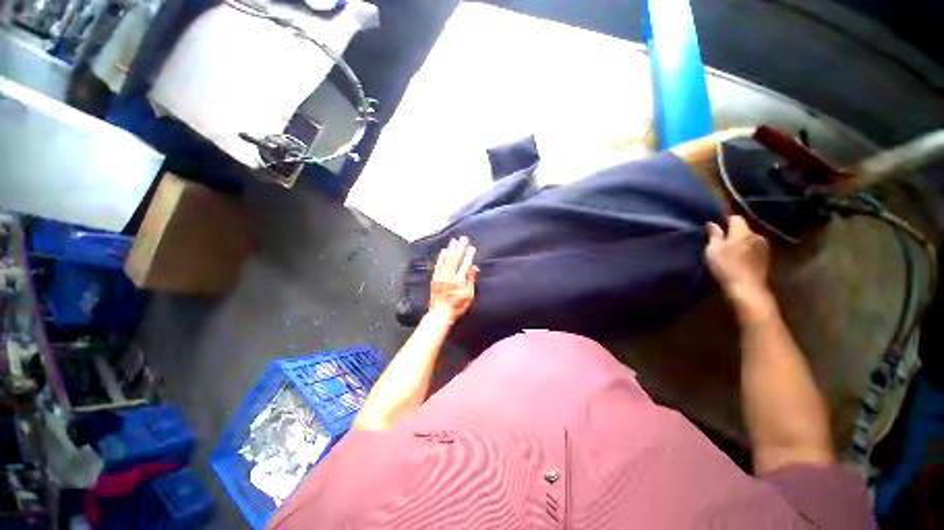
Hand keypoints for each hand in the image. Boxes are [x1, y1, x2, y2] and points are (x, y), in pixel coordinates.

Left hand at [429, 236, 478, 322]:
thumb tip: (474, 267)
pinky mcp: (435, 279)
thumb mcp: (468, 295)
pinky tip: (443, 251)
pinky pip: (438, 265)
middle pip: (455, 259)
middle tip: (463, 238)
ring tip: (453, 240)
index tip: (472, 247)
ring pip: (446, 260)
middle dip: (460, 247)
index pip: (465, 264)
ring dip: (450, 249)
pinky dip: (441, 257)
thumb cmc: (457, 306)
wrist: (440, 313)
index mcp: (459, 280)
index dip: (468, 255)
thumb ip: (471, 280)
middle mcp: (449, 276)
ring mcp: (441, 276)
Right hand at [705, 216, 770, 302]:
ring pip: (749, 238)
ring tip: (729, 251)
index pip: (735, 218)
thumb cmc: (726, 267)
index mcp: (743, 232)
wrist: (747, 289)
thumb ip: (714, 235)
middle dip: (732, 232)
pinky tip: (739, 259)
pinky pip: (753, 248)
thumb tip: (712, 223)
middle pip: (743, 228)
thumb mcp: (713, 251)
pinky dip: (746, 250)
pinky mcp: (766, 258)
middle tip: (720, 241)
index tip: (716, 226)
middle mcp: (757, 236)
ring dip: (740, 242)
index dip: (725, 220)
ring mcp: (764, 247)